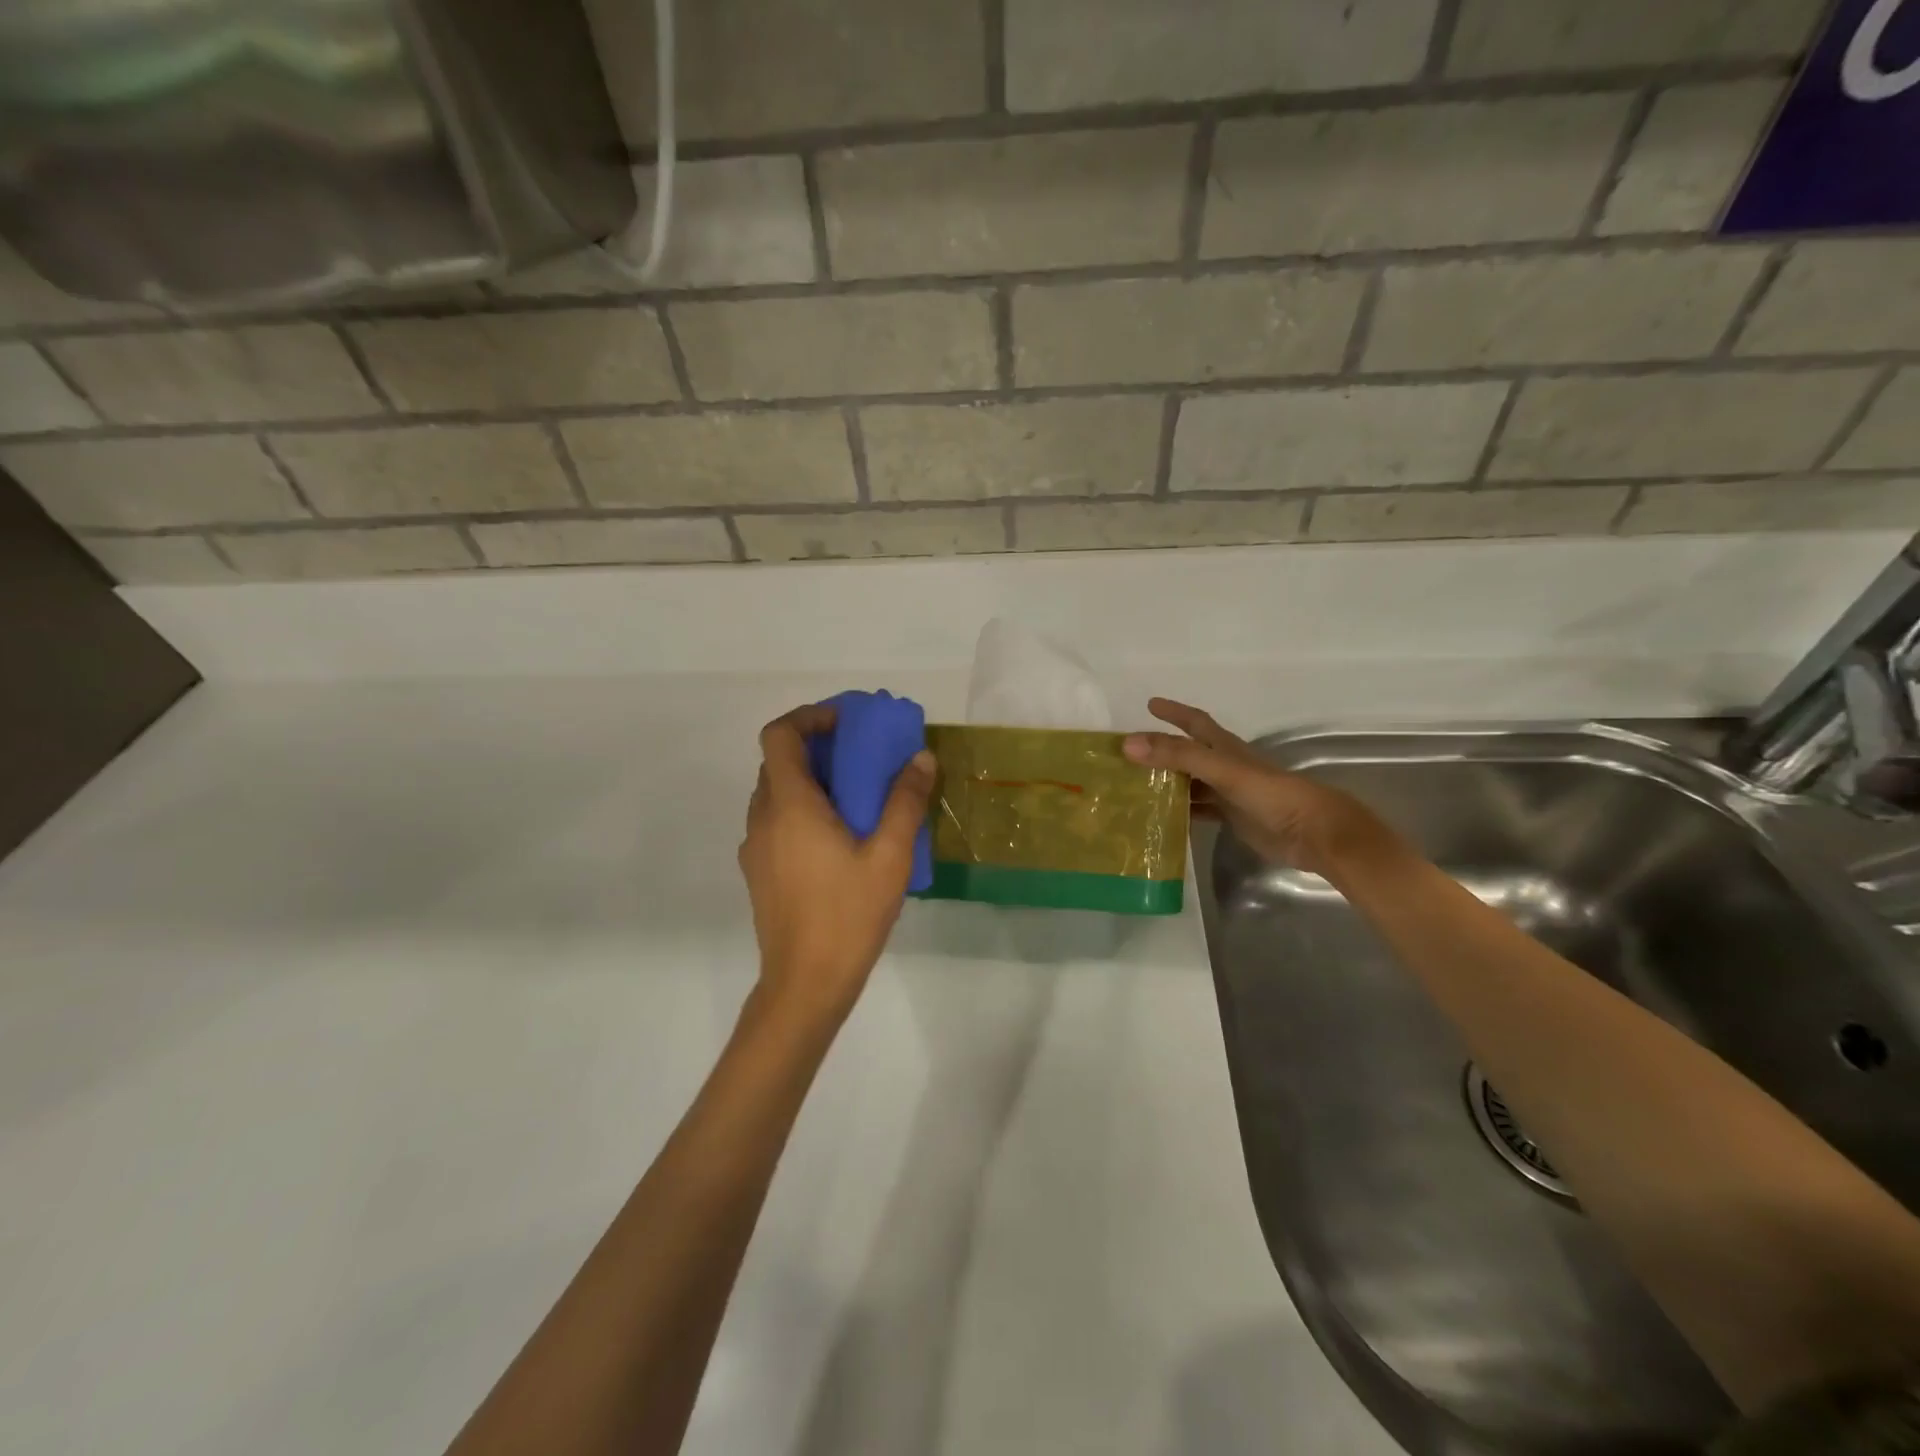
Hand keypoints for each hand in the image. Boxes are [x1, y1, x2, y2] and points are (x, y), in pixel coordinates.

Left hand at [739, 704, 935, 1023]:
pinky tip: (839, 842)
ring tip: (855, 800)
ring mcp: (755, 847)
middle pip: (778, 763)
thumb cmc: (848, 915)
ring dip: (810, 782)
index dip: (808, 717)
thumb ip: (905, 801)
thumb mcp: (890, 856)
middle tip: (860, 759)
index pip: (779, 735)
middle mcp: (762, 818)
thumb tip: (921, 758)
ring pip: (776, 794)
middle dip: (817, 749)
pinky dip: (802, 811)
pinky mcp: (758, 872)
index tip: (844, 723)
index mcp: (789, 805)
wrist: (805, 984)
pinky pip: (776, 823)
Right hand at [1123, 698, 1391, 876]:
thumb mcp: (1221, 770)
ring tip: (1135, 786)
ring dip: (1167, 782)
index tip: (1150, 704)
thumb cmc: (1270, 794)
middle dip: (1161, 750)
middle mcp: (1225, 766)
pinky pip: (1199, 809)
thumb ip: (1178, 756)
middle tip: (1129, 753)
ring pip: (1190, 782)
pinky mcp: (1233, 817)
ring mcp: (1229, 792)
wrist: (1312, 832)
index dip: (1174, 712)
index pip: (1195, 722)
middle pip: (1188, 753)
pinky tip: (1161, 817)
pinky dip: (1180, 810)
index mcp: (1225, 748)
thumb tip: (1129, 744)